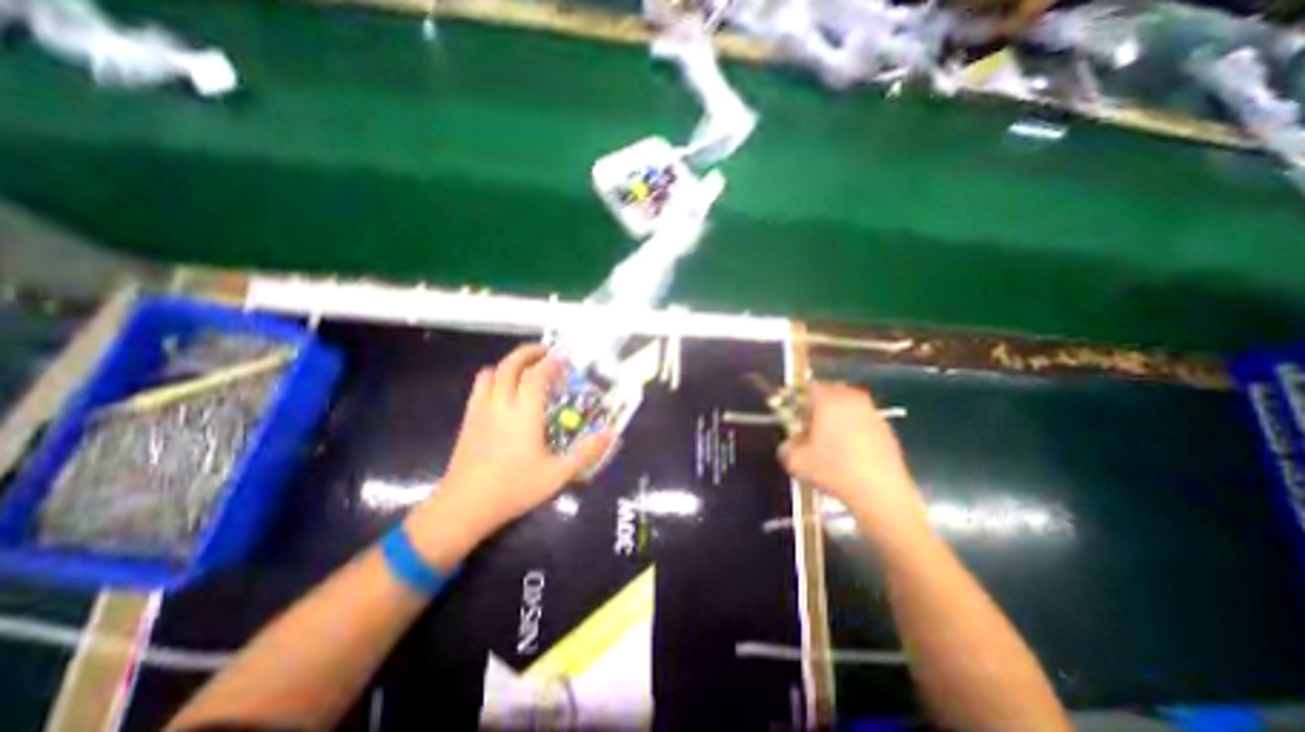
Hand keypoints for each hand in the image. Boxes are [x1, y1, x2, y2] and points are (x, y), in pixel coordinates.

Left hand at [405, 346, 612, 556]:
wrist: (464, 506)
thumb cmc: (514, 488)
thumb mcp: (557, 474)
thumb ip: (585, 452)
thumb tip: (611, 434)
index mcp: (524, 412)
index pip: (537, 375)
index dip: (552, 362)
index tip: (565, 356)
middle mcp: (501, 404)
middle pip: (510, 365)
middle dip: (529, 353)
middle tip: (546, 353)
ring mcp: (481, 410)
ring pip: (491, 372)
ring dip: (509, 364)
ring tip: (525, 370)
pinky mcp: (468, 419)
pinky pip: (479, 387)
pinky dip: (493, 378)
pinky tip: (503, 392)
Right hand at [773, 382, 926, 541]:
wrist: (881, 493)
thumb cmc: (834, 471)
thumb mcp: (796, 460)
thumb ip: (787, 446)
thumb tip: (790, 442)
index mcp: (829, 399)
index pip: (807, 387)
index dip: (795, 399)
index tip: (791, 414)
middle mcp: (851, 399)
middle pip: (828, 392)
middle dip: (816, 406)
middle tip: (806, 425)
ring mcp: (871, 412)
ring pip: (846, 406)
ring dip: (834, 416)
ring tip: (827, 439)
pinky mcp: (885, 428)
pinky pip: (860, 419)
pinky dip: (851, 427)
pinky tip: (847, 450)